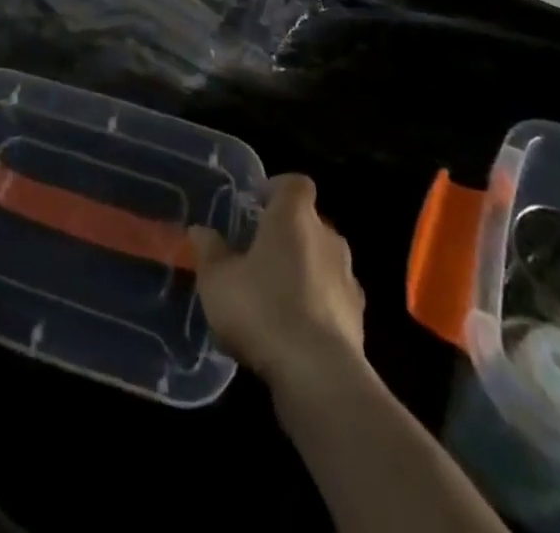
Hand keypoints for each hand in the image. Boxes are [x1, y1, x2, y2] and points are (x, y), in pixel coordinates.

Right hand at [188, 174, 365, 395]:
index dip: (277, 189)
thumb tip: (201, 231)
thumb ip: (209, 250)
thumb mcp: (217, 280)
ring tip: (276, 295)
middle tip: (258, 254)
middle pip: (309, 222)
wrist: (319, 375)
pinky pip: (334, 298)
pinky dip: (319, 304)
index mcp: (294, 217)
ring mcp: (347, 278)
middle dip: (288, 234)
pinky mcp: (358, 318)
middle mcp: (327, 237)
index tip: (257, 204)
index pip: (295, 184)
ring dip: (304, 270)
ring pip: (323, 260)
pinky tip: (297, 329)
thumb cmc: (262, 310)